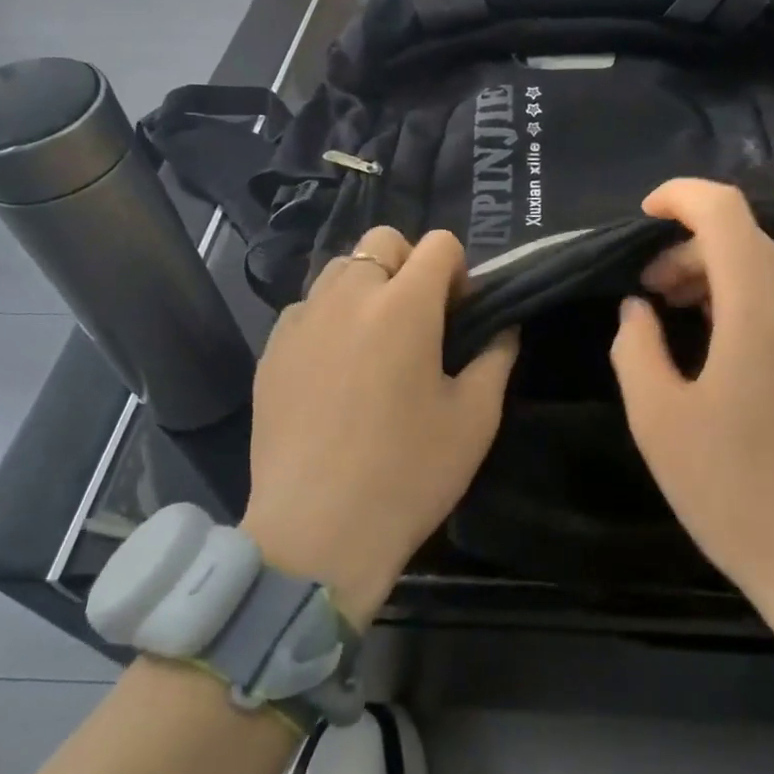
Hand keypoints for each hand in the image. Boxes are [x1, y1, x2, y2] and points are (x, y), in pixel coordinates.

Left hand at [240, 226, 517, 624]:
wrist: (316, 534)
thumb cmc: (408, 473)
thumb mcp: (474, 418)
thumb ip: (496, 357)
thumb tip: (502, 328)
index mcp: (404, 306)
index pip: (438, 244)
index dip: (458, 270)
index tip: (460, 313)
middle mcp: (348, 297)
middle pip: (382, 240)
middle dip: (409, 264)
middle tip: (420, 320)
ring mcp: (301, 321)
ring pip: (339, 269)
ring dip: (367, 286)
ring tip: (375, 341)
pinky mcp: (271, 351)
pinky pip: (306, 308)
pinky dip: (329, 318)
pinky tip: (335, 370)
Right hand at [609, 181, 773, 634]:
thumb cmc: (735, 491)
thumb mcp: (658, 420)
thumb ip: (635, 346)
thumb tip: (639, 308)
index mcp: (760, 306)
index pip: (724, 210)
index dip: (679, 197)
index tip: (642, 218)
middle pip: (744, 238)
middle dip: (687, 248)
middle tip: (647, 292)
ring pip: (767, 268)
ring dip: (715, 274)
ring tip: (675, 314)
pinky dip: (745, 299)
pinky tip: (719, 342)